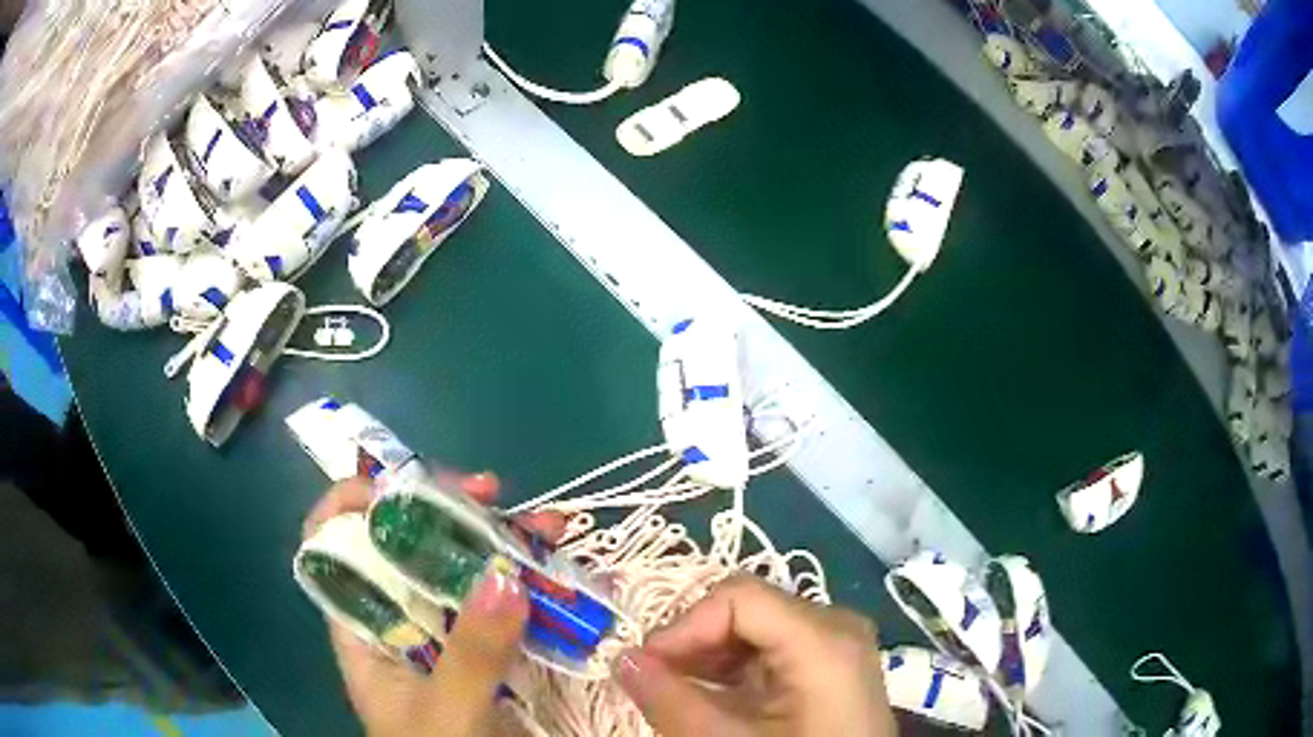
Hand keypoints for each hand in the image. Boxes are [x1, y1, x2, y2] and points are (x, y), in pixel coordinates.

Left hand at [303, 473, 564, 736]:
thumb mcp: (447, 710)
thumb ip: (472, 653)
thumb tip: (504, 573)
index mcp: (363, 630)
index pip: (333, 549)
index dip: (351, 505)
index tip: (398, 486)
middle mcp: (398, 623)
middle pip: (406, 548)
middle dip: (447, 513)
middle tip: (490, 493)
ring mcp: (444, 637)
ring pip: (461, 571)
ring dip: (501, 541)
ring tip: (548, 526)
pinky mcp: (485, 653)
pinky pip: (503, 606)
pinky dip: (531, 583)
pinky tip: (560, 566)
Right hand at [615, 575, 897, 736]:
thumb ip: (671, 701)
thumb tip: (621, 658)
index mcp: (824, 639)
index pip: (737, 597)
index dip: (683, 627)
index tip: (646, 666)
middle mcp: (838, 626)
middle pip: (747, 610)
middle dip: (693, 645)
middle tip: (656, 683)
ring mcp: (839, 644)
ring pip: (757, 629)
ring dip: (709, 659)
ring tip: (679, 695)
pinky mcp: (834, 663)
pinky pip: (774, 649)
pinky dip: (735, 671)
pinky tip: (714, 700)